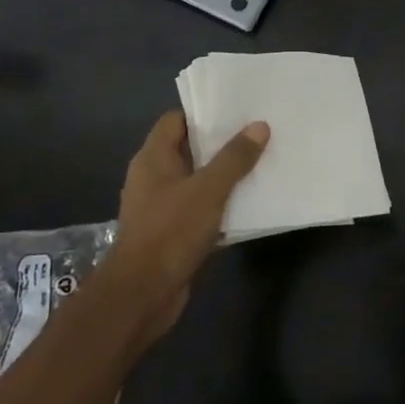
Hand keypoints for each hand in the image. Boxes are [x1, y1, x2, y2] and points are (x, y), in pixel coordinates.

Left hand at [106, 110, 268, 342]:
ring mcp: (161, 207)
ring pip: (197, 181)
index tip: (238, 109)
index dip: (204, 111)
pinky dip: (221, 205)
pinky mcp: (172, 233)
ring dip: (224, 176)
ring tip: (261, 163)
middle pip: (190, 149)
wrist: (142, 294)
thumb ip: (234, 158)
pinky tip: (249, 203)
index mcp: (153, 158)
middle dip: (221, 143)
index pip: (176, 120)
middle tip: (258, 133)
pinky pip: (200, 209)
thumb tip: (259, 126)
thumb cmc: (170, 231)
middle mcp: (153, 178)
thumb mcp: (208, 189)